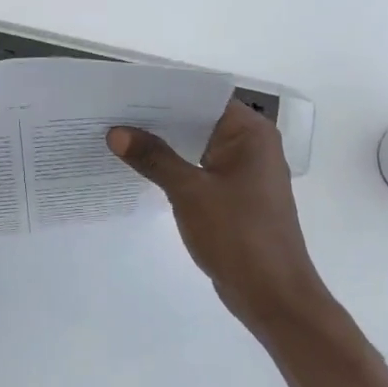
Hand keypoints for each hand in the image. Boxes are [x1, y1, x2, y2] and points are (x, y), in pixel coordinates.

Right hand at [108, 101, 331, 337]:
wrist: (273, 297)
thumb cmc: (238, 235)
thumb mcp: (190, 192)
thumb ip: (153, 158)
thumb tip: (116, 132)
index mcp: (250, 132)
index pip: (203, 96)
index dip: (166, 91)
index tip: (127, 89)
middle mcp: (251, 144)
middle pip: (198, 119)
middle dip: (158, 118)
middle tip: (113, 110)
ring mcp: (243, 171)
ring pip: (197, 145)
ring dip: (164, 143)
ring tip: (119, 134)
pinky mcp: (234, 196)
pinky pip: (199, 169)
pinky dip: (174, 166)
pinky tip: (141, 167)